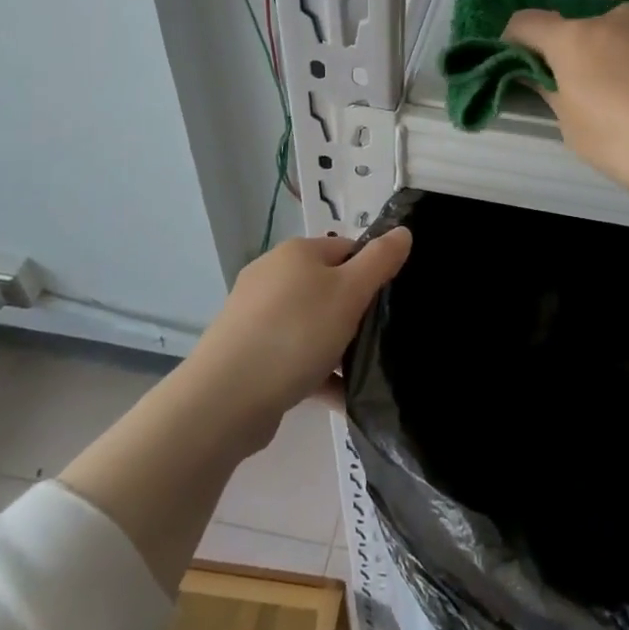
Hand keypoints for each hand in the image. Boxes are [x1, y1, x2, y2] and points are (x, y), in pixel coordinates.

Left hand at [190, 229, 412, 449]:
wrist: (226, 398)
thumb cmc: (296, 334)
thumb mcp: (349, 292)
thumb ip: (380, 260)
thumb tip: (402, 231)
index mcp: (296, 253)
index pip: (347, 249)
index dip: (373, 271)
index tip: (390, 302)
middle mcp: (272, 276)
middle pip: (329, 287)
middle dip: (355, 313)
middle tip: (378, 339)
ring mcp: (256, 316)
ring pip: (311, 325)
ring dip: (337, 347)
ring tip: (363, 372)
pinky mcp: (247, 353)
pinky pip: (294, 356)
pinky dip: (317, 372)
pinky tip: (341, 397)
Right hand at [504, 4, 628, 204]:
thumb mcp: (579, 134)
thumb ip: (557, 98)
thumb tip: (549, 79)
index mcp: (576, 41)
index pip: (528, 24)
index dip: (515, 40)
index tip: (520, 62)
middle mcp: (617, 17)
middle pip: (585, 33)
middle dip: (584, 59)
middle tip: (601, 101)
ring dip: (627, 58)